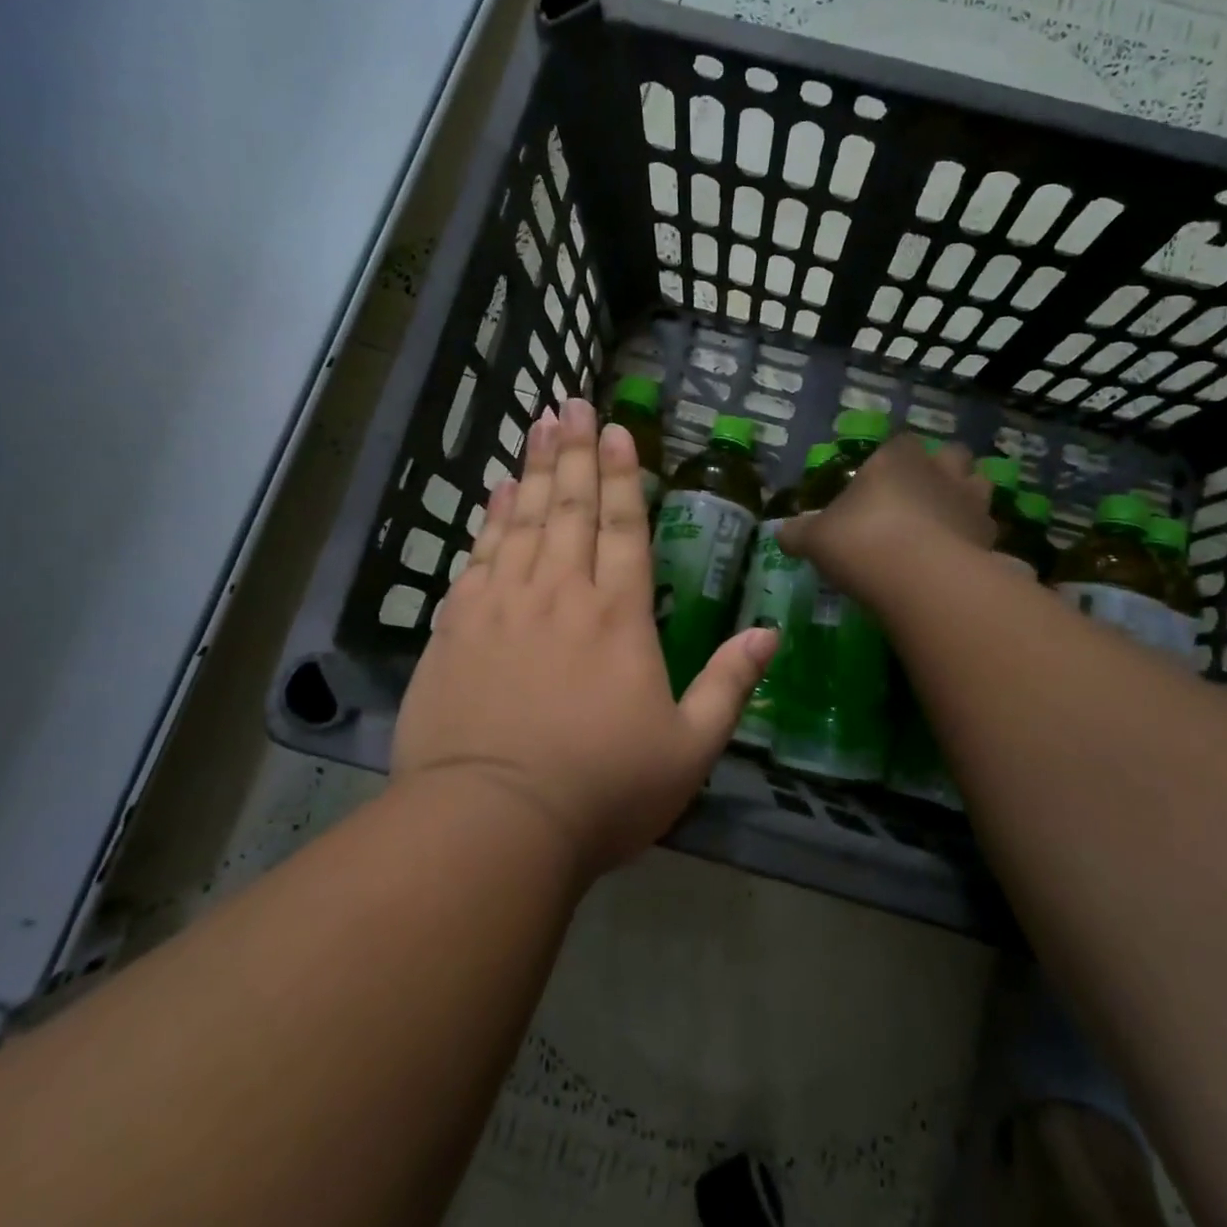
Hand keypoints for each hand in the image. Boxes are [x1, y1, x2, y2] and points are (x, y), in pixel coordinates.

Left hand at [392, 397, 775, 876]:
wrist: (491, 824)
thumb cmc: (602, 790)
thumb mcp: (688, 748)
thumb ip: (730, 685)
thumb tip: (769, 633)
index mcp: (618, 615)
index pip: (623, 526)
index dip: (622, 474)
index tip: (615, 428)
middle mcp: (561, 593)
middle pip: (569, 506)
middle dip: (574, 451)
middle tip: (570, 403)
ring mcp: (503, 606)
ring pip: (522, 520)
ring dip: (532, 469)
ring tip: (537, 425)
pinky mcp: (456, 628)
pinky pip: (478, 556)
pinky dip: (488, 519)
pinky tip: (493, 492)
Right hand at [776, 433, 993, 603]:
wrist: (920, 579)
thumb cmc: (861, 542)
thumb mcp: (815, 538)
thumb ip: (798, 533)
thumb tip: (780, 533)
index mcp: (897, 458)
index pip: (900, 443)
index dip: (892, 459)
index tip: (878, 482)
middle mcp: (939, 471)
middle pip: (952, 456)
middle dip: (941, 471)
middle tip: (919, 498)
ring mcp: (971, 503)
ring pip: (979, 487)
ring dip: (965, 500)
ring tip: (945, 525)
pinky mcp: (990, 538)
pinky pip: (986, 532)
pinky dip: (975, 541)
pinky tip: (957, 560)